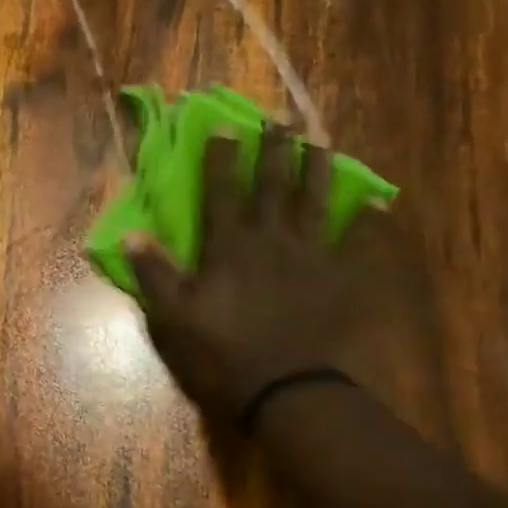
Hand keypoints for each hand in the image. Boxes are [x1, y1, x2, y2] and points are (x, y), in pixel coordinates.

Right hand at [124, 129, 400, 423]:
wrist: (286, 389)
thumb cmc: (223, 353)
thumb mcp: (173, 317)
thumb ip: (154, 272)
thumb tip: (131, 233)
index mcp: (230, 245)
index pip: (222, 190)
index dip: (222, 156)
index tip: (226, 124)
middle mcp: (271, 238)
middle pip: (272, 184)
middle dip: (274, 148)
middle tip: (280, 118)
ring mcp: (311, 256)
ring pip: (315, 201)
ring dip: (317, 169)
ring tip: (321, 141)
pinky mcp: (340, 278)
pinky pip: (358, 245)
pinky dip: (367, 224)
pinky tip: (377, 204)